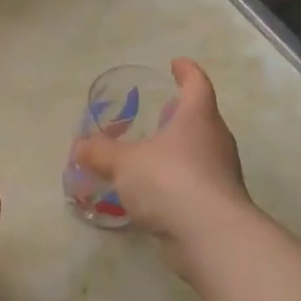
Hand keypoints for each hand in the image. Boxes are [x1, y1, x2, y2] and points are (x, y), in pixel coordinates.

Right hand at [71, 58, 250, 272]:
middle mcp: (215, 141)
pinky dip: (176, 181)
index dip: (186, 72)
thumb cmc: (169, 181)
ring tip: (150, 154)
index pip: (196, 84)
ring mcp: (221, 174)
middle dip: (179, 115)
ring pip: (198, 152)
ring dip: (177, 150)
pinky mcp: (218, 204)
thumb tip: (80, 146)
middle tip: (158, 112)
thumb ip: (100, 152)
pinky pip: (194, 183)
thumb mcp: (124, 163)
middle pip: (200, 119)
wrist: (210, 236)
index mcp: (197, 118)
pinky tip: (154, 193)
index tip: (176, 64)